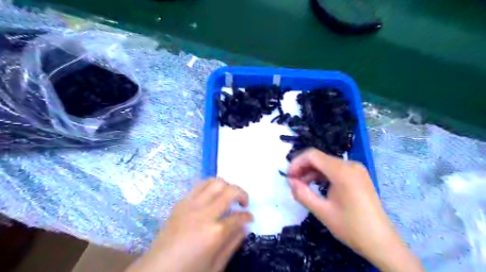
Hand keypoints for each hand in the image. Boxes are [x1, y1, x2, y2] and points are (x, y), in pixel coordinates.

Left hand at [127, 178, 252, 271]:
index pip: (239, 216)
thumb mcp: (215, 267)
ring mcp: (191, 205)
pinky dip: (210, 186)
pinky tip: (212, 195)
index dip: (248, 216)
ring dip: (227, 186)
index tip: (249, 218)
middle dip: (242, 194)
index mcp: (214, 233)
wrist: (155, 270)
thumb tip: (245, 227)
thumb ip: (232, 244)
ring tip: (228, 195)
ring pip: (215, 182)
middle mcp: (204, 213)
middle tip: (243, 203)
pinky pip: (199, 185)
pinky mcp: (181, 202)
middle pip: (230, 191)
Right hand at [286, 149, 423, 271]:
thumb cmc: (351, 227)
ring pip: (326, 163)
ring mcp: (356, 169)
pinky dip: (322, 175)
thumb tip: (290, 181)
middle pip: (319, 158)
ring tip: (301, 186)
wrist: (382, 242)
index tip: (288, 177)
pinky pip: (334, 169)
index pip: (312, 155)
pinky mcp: (357, 175)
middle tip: (293, 183)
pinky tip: (315, 186)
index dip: (297, 163)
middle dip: (303, 168)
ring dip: (311, 172)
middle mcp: (350, 165)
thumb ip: (302, 194)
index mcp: (343, 171)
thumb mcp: (322, 212)